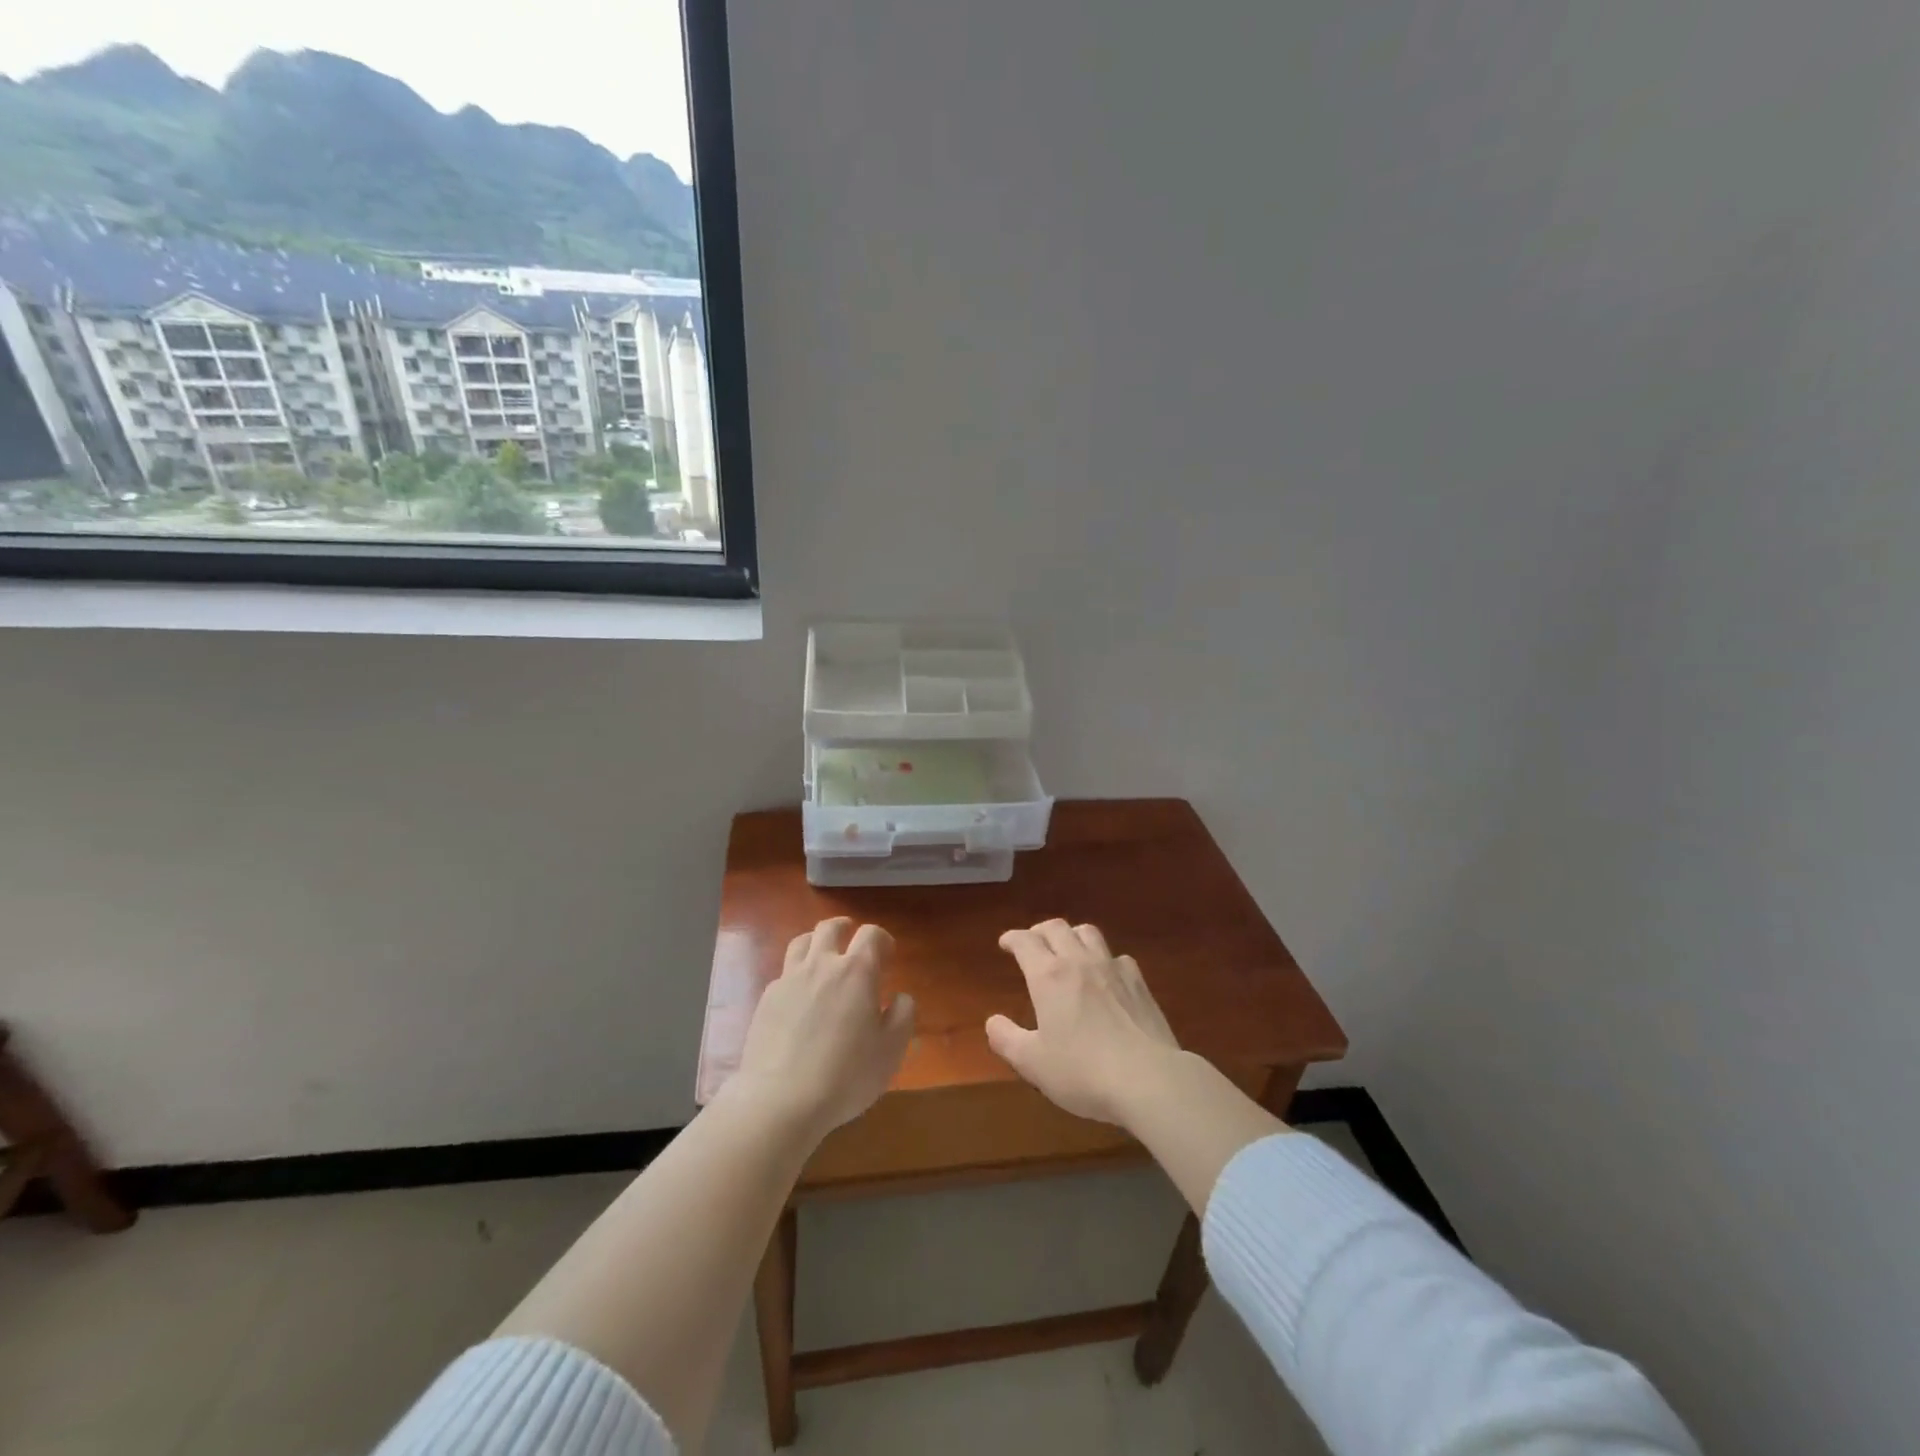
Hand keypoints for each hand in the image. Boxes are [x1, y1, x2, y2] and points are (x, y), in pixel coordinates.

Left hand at [728, 918, 914, 1141]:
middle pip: (830, 928)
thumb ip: (903, 1015)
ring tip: (822, 958)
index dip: (882, 939)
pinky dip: (796, 976)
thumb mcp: (891, 1050)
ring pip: (801, 943)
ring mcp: (789, 980)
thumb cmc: (846, 1075)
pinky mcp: (766, 1000)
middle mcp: (821, 965)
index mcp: (856, 972)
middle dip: (845, 929)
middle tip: (852, 940)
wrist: (780, 1100)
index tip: (887, 955)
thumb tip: (901, 997)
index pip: (871, 934)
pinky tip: (799, 998)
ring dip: (816, 943)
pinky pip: (784, 974)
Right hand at [986, 920, 1181, 1126]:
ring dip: (1072, 935)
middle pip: (1057, 928)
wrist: (1148, 1078)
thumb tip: (993, 1022)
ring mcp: (1113, 969)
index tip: (1006, 943)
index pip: (1025, 942)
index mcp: (1048, 976)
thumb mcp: (1033, 1063)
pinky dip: (1104, 959)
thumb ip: (1007, 1040)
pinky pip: (1117, 957)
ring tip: (1068, 949)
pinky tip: (1106, 976)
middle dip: (1040, 931)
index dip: (1012, 938)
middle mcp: (1079, 962)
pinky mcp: (1139, 983)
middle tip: (1033, 942)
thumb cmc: (1082, 1071)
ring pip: (1089, 933)